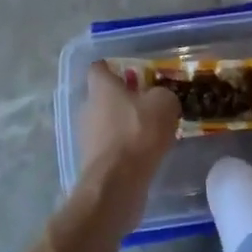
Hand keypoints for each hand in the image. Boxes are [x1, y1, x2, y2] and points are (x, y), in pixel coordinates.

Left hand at [80, 63, 179, 191]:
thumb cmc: (138, 132)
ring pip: (108, 122)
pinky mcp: (93, 161)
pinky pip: (111, 146)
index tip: (134, 74)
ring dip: (125, 125)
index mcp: (101, 87)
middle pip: (105, 96)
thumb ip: (163, 95)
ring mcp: (87, 136)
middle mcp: (88, 107)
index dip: (115, 68)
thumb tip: (160, 98)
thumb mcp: (164, 104)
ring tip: (151, 133)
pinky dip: (125, 148)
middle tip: (150, 105)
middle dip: (125, 99)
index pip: (99, 67)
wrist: (117, 184)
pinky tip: (144, 155)